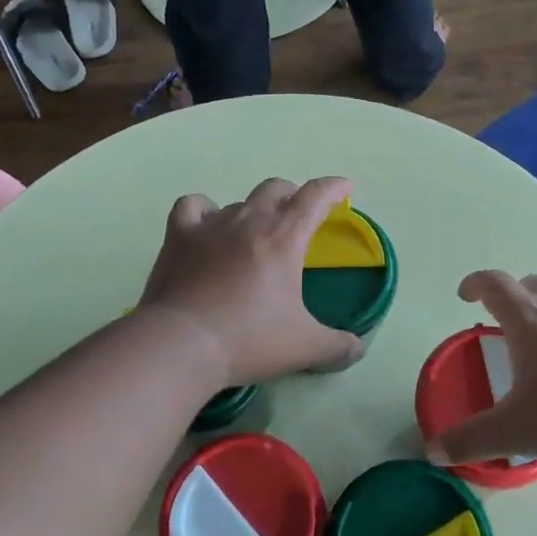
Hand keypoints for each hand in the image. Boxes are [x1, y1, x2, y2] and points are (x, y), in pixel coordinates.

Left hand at [139, 177, 365, 387]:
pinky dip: (204, 210)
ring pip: (239, 201)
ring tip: (254, 232)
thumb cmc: (249, 339)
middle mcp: (249, 220)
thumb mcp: (304, 347)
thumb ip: (337, 346)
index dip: (333, 188)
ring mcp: (210, 225)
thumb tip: (358, 348)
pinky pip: (192, 206)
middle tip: (299, 216)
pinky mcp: (178, 236)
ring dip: (253, 210)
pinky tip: (206, 225)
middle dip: (293, 196)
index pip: (315, 197)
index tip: (345, 187)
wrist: (182, 344)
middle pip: (275, 189)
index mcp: (284, 237)